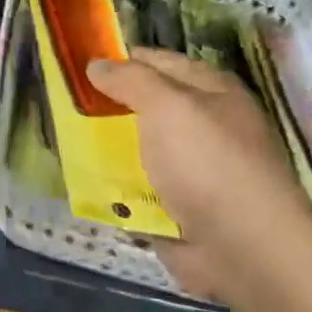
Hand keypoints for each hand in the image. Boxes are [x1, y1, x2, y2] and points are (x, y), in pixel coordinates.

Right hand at [87, 48, 311, 302]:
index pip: (159, 62)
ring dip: (108, 149)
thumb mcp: (167, 106)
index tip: (80, 65)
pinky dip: (115, 188)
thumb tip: (97, 64)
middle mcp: (204, 127)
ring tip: (67, 140)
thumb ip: (130, 80)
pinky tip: (85, 182)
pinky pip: (138, 190)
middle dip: (109, 107)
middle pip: (147, 108)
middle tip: (66, 104)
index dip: (122, 60)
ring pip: (139, 149)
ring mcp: (192, 171)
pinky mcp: (179, 209)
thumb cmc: (208, 162)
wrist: (245, 250)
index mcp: (212, 92)